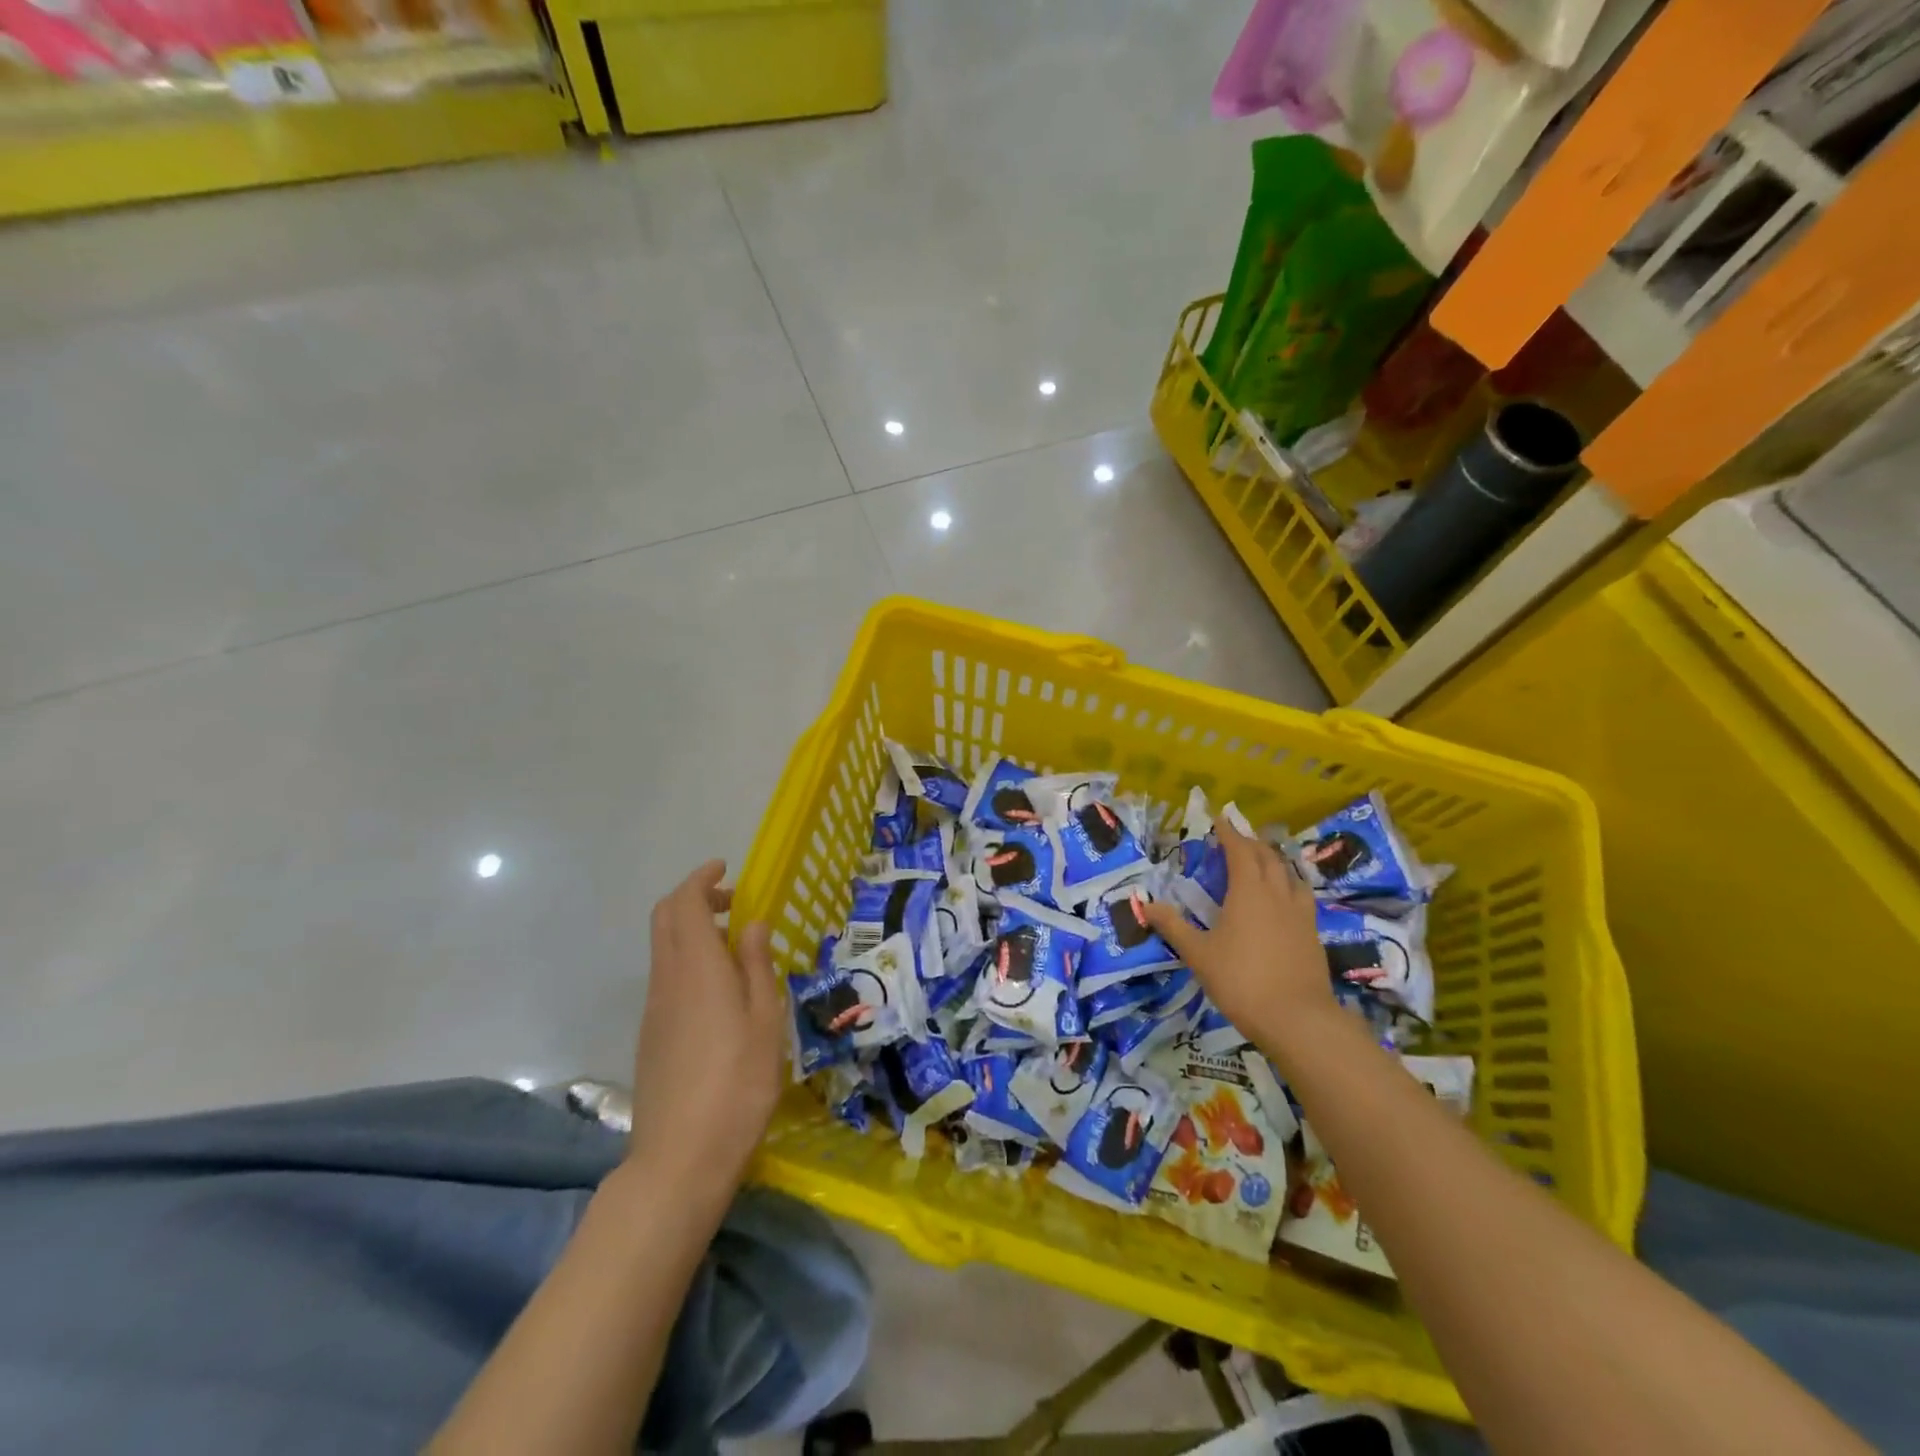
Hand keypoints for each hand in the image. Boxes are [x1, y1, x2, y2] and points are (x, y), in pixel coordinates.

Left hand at [629, 861, 782, 1205]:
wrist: (680, 1158)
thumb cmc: (737, 1082)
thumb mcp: (765, 1019)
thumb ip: (756, 965)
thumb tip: (751, 923)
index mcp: (696, 967)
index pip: (685, 902)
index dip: (701, 879)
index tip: (725, 869)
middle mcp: (667, 978)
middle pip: (665, 918)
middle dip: (694, 897)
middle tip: (732, 901)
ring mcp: (654, 1008)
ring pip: (663, 947)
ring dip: (691, 929)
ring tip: (735, 944)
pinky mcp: (651, 1034)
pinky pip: (666, 976)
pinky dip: (687, 959)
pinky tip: (719, 988)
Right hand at [1142, 817, 1332, 1053]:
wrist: (1297, 1019)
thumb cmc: (1241, 981)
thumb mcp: (1198, 955)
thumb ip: (1174, 927)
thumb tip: (1147, 904)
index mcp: (1248, 892)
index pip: (1240, 851)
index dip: (1229, 833)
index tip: (1219, 819)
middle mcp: (1277, 894)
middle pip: (1267, 857)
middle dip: (1251, 843)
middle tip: (1236, 839)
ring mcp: (1300, 914)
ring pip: (1289, 874)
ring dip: (1274, 861)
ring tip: (1263, 862)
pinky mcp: (1313, 933)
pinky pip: (1301, 895)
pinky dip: (1289, 884)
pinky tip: (1284, 899)